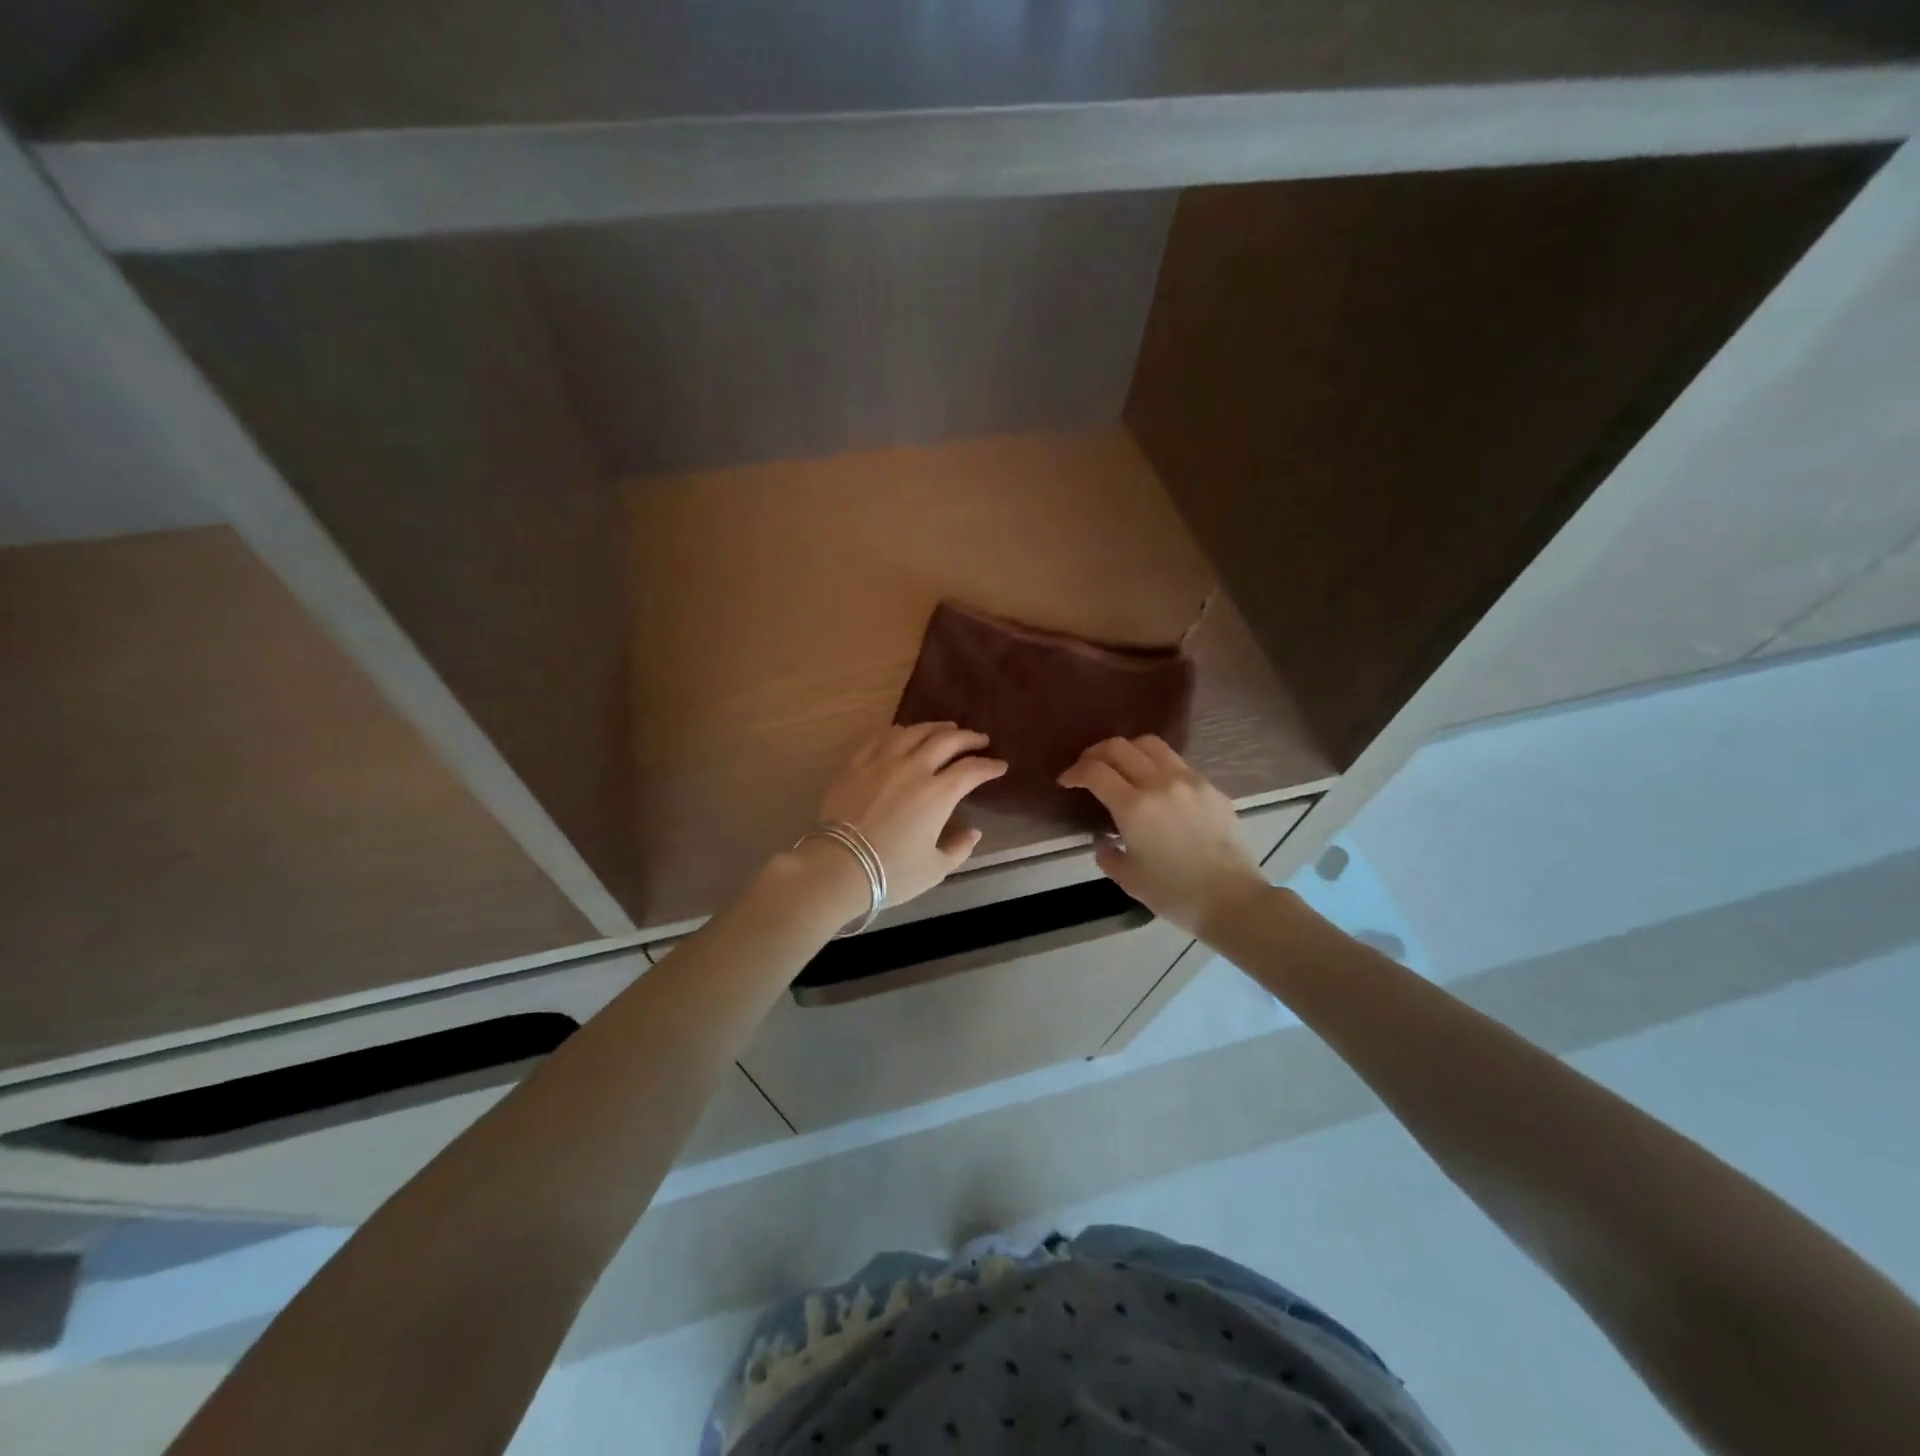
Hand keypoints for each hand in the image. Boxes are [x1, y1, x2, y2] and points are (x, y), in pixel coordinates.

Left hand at [814, 723, 1007, 907]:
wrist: (838, 866)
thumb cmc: (892, 872)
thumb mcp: (935, 869)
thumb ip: (959, 848)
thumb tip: (973, 831)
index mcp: (938, 793)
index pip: (972, 770)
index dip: (990, 766)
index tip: (1000, 766)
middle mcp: (914, 768)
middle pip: (947, 741)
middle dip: (969, 738)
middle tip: (980, 740)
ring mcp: (883, 761)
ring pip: (915, 732)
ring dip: (936, 728)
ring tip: (947, 729)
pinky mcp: (857, 763)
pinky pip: (882, 737)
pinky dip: (900, 731)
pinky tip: (905, 733)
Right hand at [1058, 735, 1269, 937]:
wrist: (1232, 900)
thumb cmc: (1174, 894)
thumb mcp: (1129, 879)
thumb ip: (1107, 854)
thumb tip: (1103, 839)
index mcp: (1134, 807)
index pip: (1095, 771)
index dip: (1074, 772)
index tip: (1066, 781)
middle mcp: (1160, 783)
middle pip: (1119, 747)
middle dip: (1095, 753)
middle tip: (1087, 768)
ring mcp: (1189, 781)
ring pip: (1151, 745)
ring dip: (1128, 751)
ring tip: (1121, 767)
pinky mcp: (1211, 787)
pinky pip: (1177, 764)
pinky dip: (1157, 766)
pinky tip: (1156, 787)